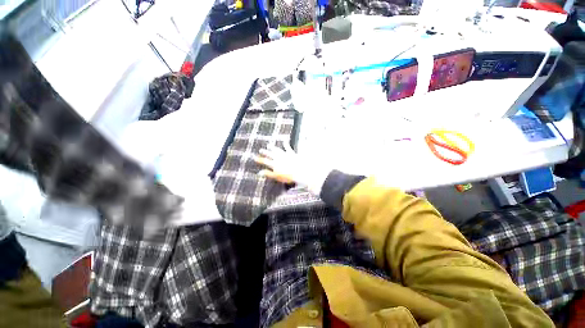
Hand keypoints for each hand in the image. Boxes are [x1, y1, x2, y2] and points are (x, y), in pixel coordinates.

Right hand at [255, 143, 329, 194]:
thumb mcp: (277, 176)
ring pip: (276, 150)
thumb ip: (268, 174)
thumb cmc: (288, 176)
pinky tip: (284, 140)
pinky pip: (287, 147)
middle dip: (265, 152)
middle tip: (260, 150)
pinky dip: (285, 144)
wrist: (299, 171)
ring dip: (272, 147)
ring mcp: (284, 155)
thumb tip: (259, 173)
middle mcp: (278, 158)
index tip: (255, 158)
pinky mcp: (291, 153)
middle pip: (270, 154)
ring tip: (269, 145)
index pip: (265, 161)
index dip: (259, 159)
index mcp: (274, 164)